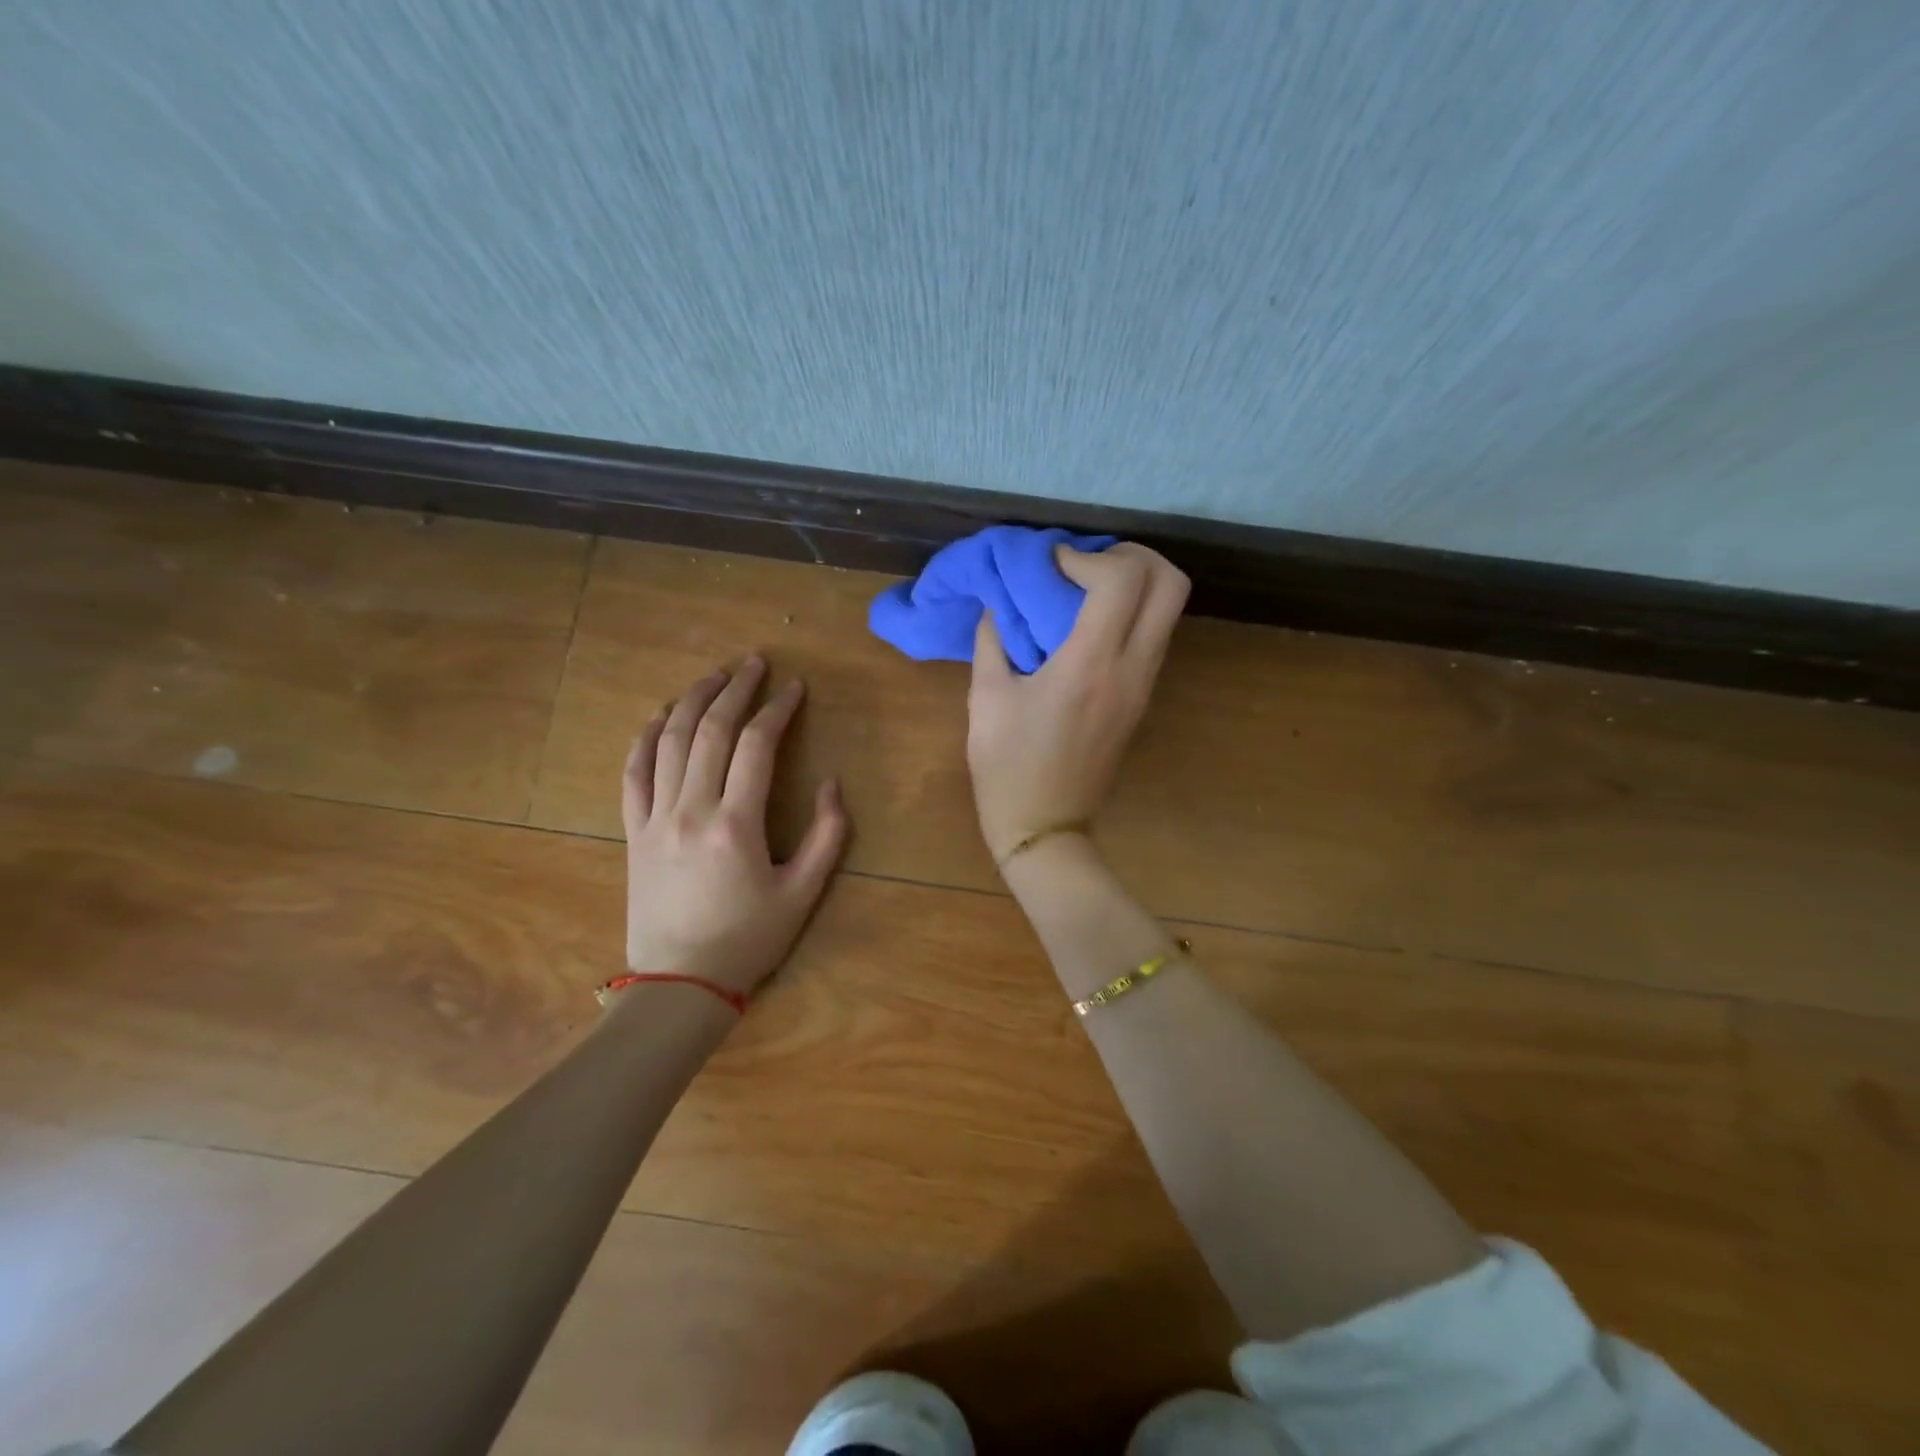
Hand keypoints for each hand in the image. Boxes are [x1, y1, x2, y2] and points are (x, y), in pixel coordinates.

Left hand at [623, 656, 848, 995]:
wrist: (679, 985)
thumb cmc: (748, 941)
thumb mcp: (803, 894)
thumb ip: (826, 836)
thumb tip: (832, 784)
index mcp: (736, 825)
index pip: (756, 746)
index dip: (777, 710)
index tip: (794, 687)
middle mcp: (691, 810)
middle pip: (712, 731)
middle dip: (736, 690)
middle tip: (754, 663)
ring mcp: (655, 818)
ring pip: (670, 742)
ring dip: (693, 701)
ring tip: (714, 675)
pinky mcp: (633, 831)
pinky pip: (633, 773)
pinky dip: (646, 738)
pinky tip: (661, 716)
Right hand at [967, 543, 1188, 862]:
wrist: (1044, 827)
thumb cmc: (1008, 767)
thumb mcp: (985, 699)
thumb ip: (992, 640)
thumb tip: (999, 603)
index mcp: (1090, 665)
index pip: (1122, 579)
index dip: (1086, 556)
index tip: (1050, 565)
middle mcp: (1131, 669)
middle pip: (1171, 583)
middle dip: (1134, 556)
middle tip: (1088, 564)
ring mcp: (1144, 685)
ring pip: (1170, 609)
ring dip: (1136, 583)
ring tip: (1085, 588)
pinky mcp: (1142, 699)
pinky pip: (1154, 635)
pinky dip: (1132, 612)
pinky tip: (1088, 623)